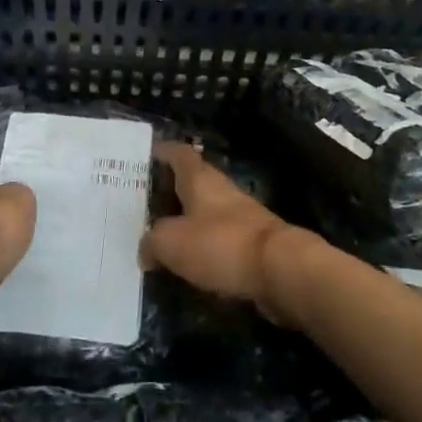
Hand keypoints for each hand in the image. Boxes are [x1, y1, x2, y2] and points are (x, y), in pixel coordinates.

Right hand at [143, 143, 312, 323]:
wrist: (280, 269)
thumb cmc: (221, 243)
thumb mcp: (171, 242)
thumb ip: (152, 241)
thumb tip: (146, 249)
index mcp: (200, 179)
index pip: (179, 153)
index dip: (162, 151)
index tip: (144, 155)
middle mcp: (220, 190)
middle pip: (191, 182)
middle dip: (168, 190)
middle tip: (141, 202)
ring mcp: (239, 216)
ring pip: (204, 211)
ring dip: (184, 220)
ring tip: (157, 235)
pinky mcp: (250, 244)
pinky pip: (217, 238)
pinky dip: (200, 245)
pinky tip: (185, 261)